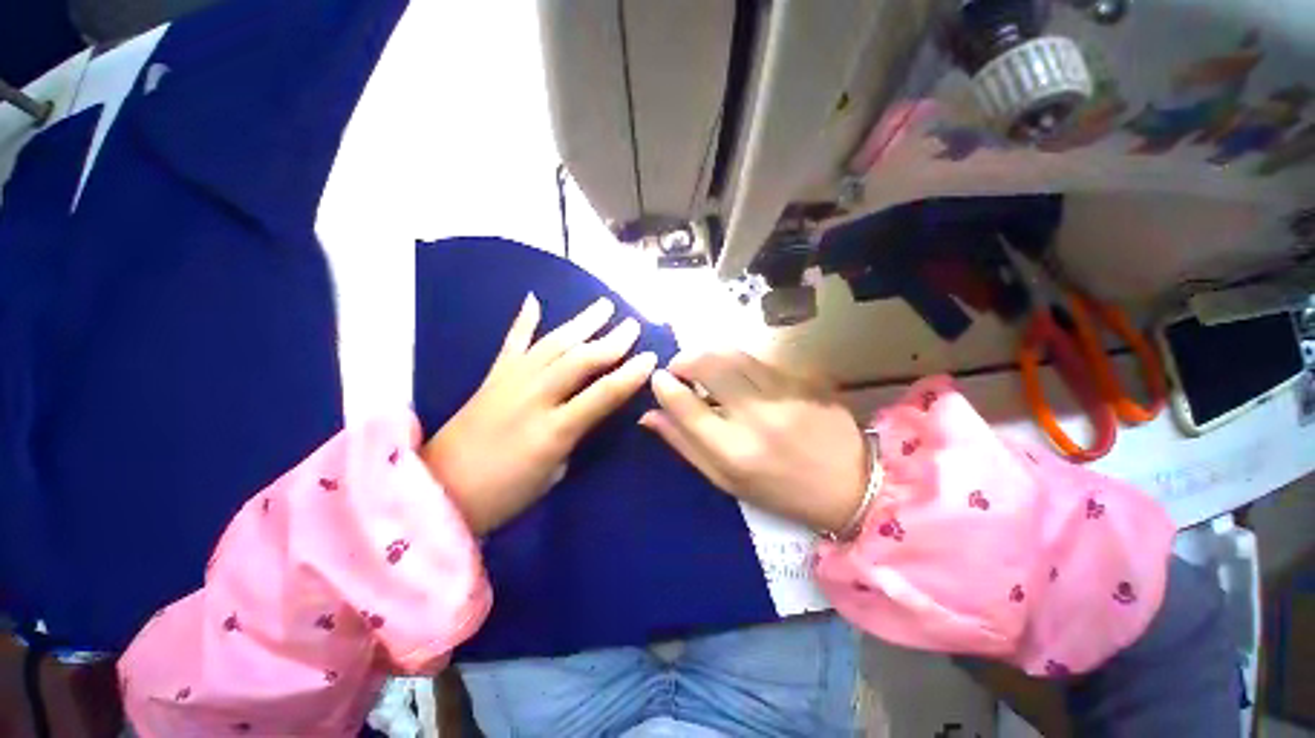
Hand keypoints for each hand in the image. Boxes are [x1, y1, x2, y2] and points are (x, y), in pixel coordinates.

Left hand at [423, 295, 656, 533]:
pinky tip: (533, 300)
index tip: (651, 357)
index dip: (630, 375)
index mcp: (553, 430)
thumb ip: (576, 434)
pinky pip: (512, 343)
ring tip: (602, 305)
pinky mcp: (492, 376)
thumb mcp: (553, 473)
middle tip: (633, 324)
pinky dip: (523, 321)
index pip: (602, 394)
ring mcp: (510, 381)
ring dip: (581, 323)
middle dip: (611, 341)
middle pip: (580, 360)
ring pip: (553, 343)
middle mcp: (534, 397)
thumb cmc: (504, 493)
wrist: (439, 489)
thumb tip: (592, 409)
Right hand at [640, 352, 869, 533]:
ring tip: (702, 364)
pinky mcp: (803, 379)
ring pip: (733, 355)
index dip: (664, 386)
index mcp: (733, 451)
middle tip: (679, 367)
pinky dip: (737, 359)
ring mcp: (783, 394)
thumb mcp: (726, 480)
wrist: (850, 484)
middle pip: (709, 367)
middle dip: (685, 359)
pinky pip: (759, 358)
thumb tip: (649, 416)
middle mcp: (756, 418)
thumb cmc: (780, 491)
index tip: (659, 379)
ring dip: (709, 353)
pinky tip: (736, 371)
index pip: (685, 406)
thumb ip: (685, 445)